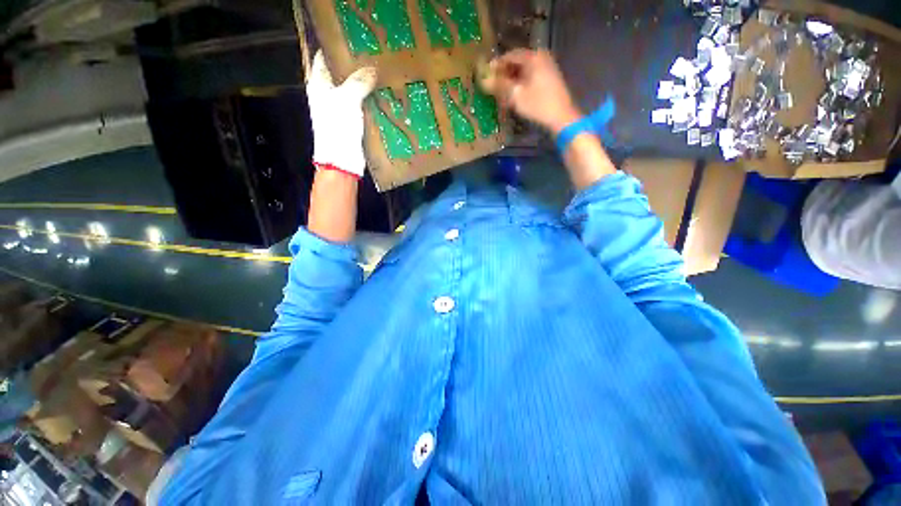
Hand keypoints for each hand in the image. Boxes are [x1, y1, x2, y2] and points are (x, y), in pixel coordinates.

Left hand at [307, 50, 377, 177]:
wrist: (342, 161)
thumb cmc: (337, 129)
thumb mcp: (347, 100)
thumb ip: (358, 82)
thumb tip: (372, 69)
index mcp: (319, 85)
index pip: (325, 58)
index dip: (337, 48)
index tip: (354, 42)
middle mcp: (328, 95)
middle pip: (342, 75)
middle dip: (356, 67)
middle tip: (374, 57)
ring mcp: (341, 110)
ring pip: (354, 92)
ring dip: (366, 86)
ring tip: (382, 74)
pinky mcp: (352, 123)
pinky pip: (362, 107)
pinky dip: (371, 102)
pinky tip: (383, 97)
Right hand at [483, 49, 581, 134]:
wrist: (561, 117)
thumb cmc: (538, 105)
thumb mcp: (516, 95)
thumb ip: (500, 85)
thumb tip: (484, 80)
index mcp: (533, 57)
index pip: (510, 56)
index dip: (497, 65)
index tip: (486, 74)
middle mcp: (541, 57)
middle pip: (518, 62)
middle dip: (504, 72)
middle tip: (493, 83)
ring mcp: (547, 67)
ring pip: (525, 70)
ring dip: (512, 78)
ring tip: (502, 90)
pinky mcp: (550, 78)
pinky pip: (531, 76)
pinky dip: (521, 82)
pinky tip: (515, 93)